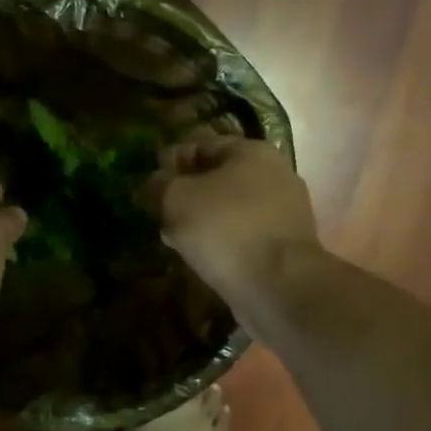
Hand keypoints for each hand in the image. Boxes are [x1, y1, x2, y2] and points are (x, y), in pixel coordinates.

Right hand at [140, 135, 319, 302]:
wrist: (277, 285)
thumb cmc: (225, 228)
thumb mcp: (177, 199)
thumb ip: (159, 184)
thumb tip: (150, 182)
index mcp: (252, 152)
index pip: (201, 144)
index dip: (169, 160)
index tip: (146, 182)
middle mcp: (275, 174)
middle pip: (217, 177)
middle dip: (184, 193)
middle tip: (158, 211)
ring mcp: (284, 212)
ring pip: (229, 208)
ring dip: (200, 219)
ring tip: (172, 236)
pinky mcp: (284, 245)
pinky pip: (242, 234)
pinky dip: (220, 240)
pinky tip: (198, 255)